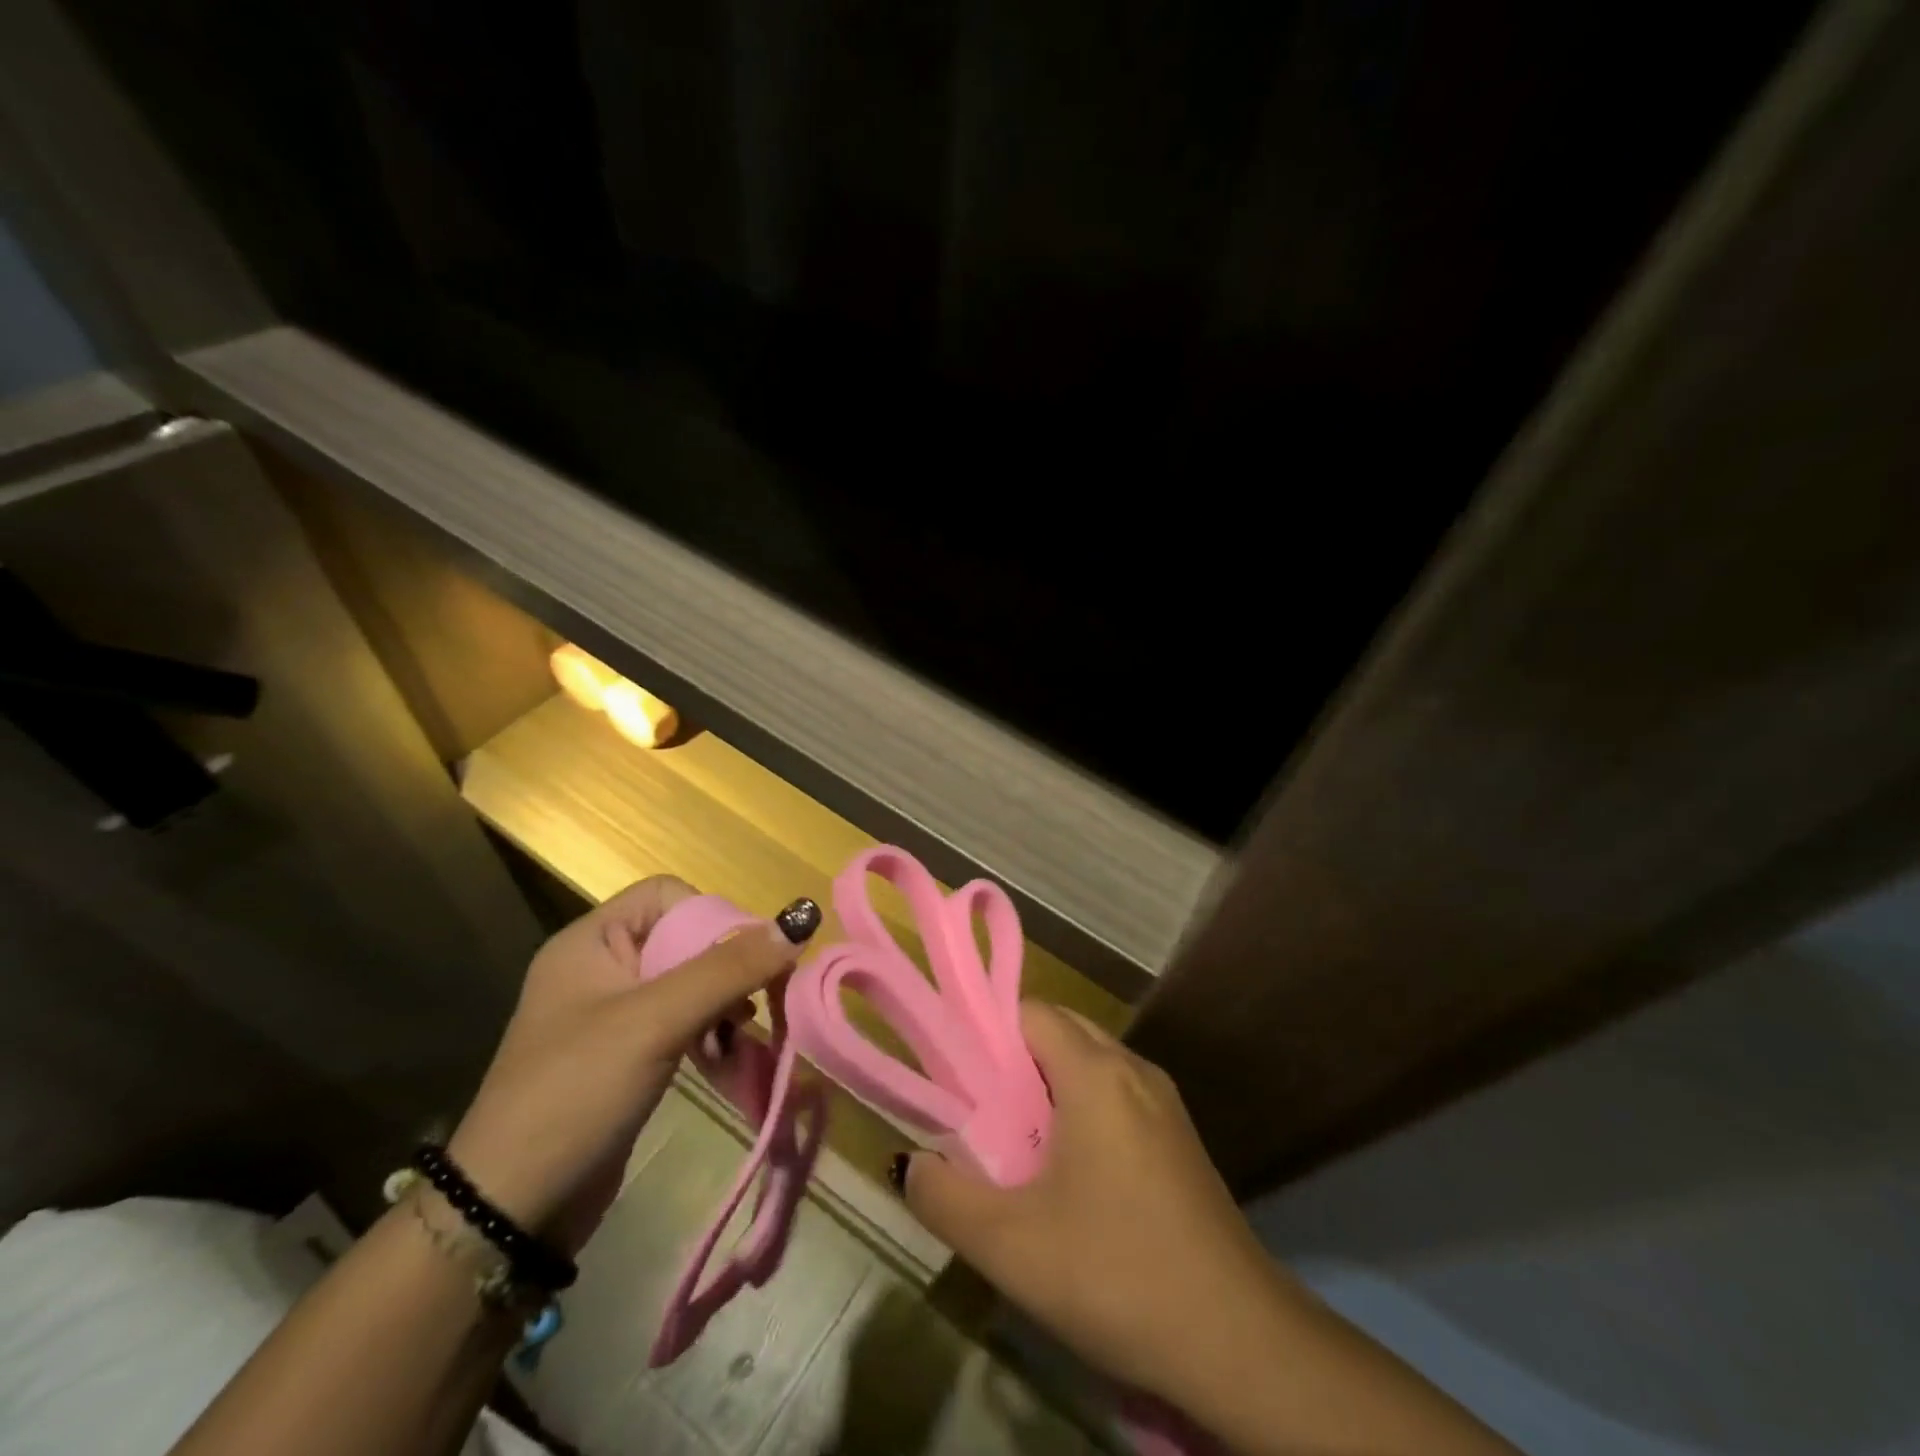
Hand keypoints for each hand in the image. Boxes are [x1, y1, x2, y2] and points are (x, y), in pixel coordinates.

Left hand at [448, 877, 816, 1254]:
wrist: (512, 1211)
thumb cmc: (577, 1093)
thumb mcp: (656, 1022)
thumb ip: (728, 967)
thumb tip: (800, 918)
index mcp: (591, 941)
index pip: (668, 895)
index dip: (712, 916)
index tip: (749, 957)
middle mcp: (601, 966)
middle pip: (684, 937)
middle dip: (727, 964)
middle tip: (758, 998)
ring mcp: (612, 1012)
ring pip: (689, 980)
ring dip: (724, 1000)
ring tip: (743, 1031)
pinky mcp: (626, 1053)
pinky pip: (682, 1019)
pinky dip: (711, 1030)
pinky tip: (728, 1053)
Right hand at [898, 1003, 1289, 1406]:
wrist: (1240, 1342)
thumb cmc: (1116, 1274)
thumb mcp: (1010, 1246)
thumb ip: (944, 1198)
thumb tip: (910, 1164)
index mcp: (1096, 1072)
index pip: (1030, 1012)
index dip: (986, 1032)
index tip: (954, 1073)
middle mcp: (1133, 1069)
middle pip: (1061, 1031)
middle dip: (1013, 1060)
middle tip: (977, 1111)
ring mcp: (1164, 1103)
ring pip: (1091, 1065)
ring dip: (1049, 1088)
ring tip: (1015, 1143)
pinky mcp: (1180, 1140)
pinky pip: (1117, 1098)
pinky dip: (1083, 1111)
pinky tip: (1069, 1175)